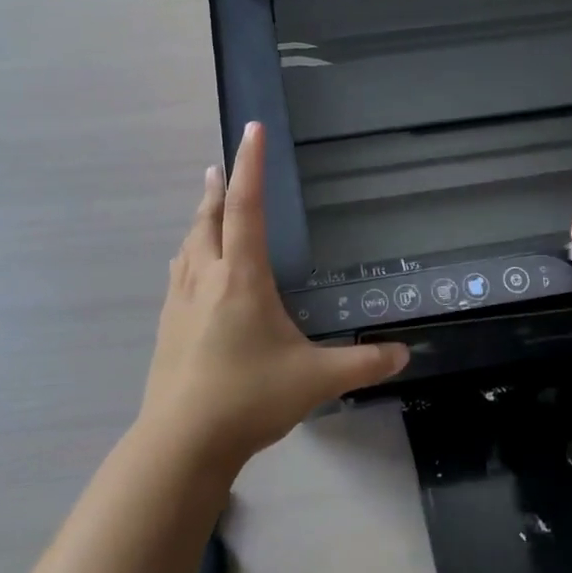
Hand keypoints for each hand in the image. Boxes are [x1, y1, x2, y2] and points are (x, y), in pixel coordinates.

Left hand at [142, 122, 409, 473]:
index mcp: (241, 278)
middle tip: (220, 163)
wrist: (180, 443)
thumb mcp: (315, 380)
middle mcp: (206, 278)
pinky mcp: (167, 326)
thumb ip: (361, 364)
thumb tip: (404, 355)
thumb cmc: (248, 399)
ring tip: (206, 203)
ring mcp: (179, 302)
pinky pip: (177, 273)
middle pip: (209, 219)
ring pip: (188, 244)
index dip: (250, 165)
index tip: (251, 129)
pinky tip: (186, 265)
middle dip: (218, 187)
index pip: (247, 207)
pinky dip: (187, 253)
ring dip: (199, 218)